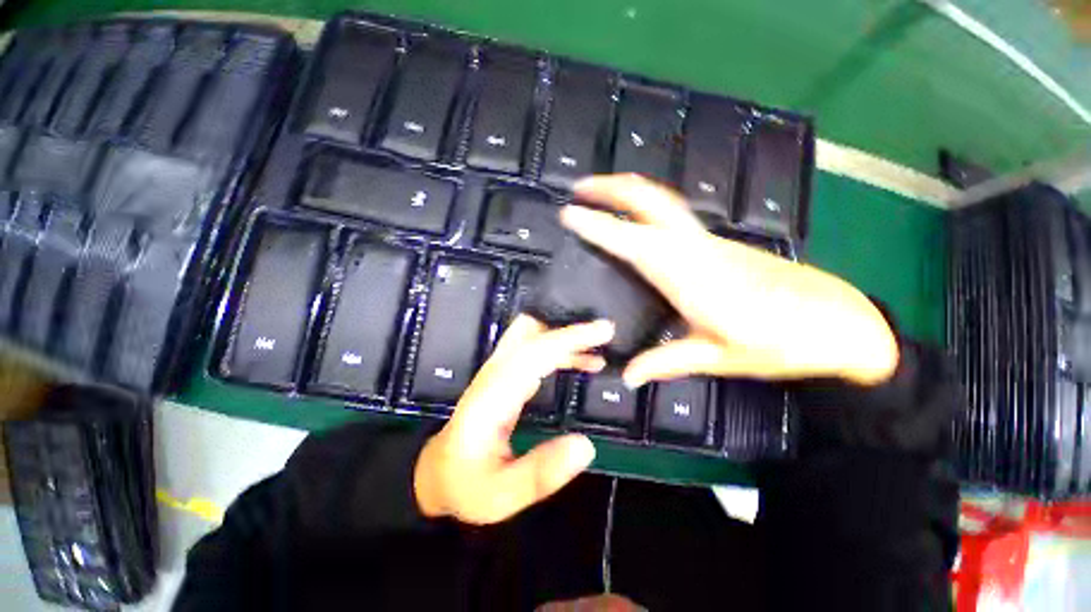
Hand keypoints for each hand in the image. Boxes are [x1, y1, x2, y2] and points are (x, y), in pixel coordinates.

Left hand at [414, 315, 612, 524]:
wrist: (438, 474)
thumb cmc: (467, 484)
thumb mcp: (501, 495)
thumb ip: (541, 473)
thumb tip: (587, 446)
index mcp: (494, 395)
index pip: (534, 352)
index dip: (569, 338)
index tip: (603, 330)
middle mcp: (495, 374)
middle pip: (531, 333)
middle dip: (569, 330)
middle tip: (605, 336)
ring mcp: (498, 371)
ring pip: (532, 336)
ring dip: (565, 338)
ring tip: (599, 351)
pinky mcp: (506, 375)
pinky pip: (535, 350)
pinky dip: (560, 349)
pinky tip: (583, 362)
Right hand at [561, 174, 898, 387]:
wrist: (841, 322)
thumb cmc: (782, 343)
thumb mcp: (719, 359)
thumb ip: (667, 363)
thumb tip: (627, 376)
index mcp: (690, 276)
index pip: (633, 242)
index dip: (599, 227)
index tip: (569, 214)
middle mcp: (696, 249)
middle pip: (651, 202)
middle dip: (612, 188)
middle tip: (580, 188)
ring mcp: (709, 243)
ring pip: (662, 203)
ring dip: (628, 193)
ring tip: (599, 196)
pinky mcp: (718, 245)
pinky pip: (672, 218)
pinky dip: (645, 209)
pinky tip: (634, 223)